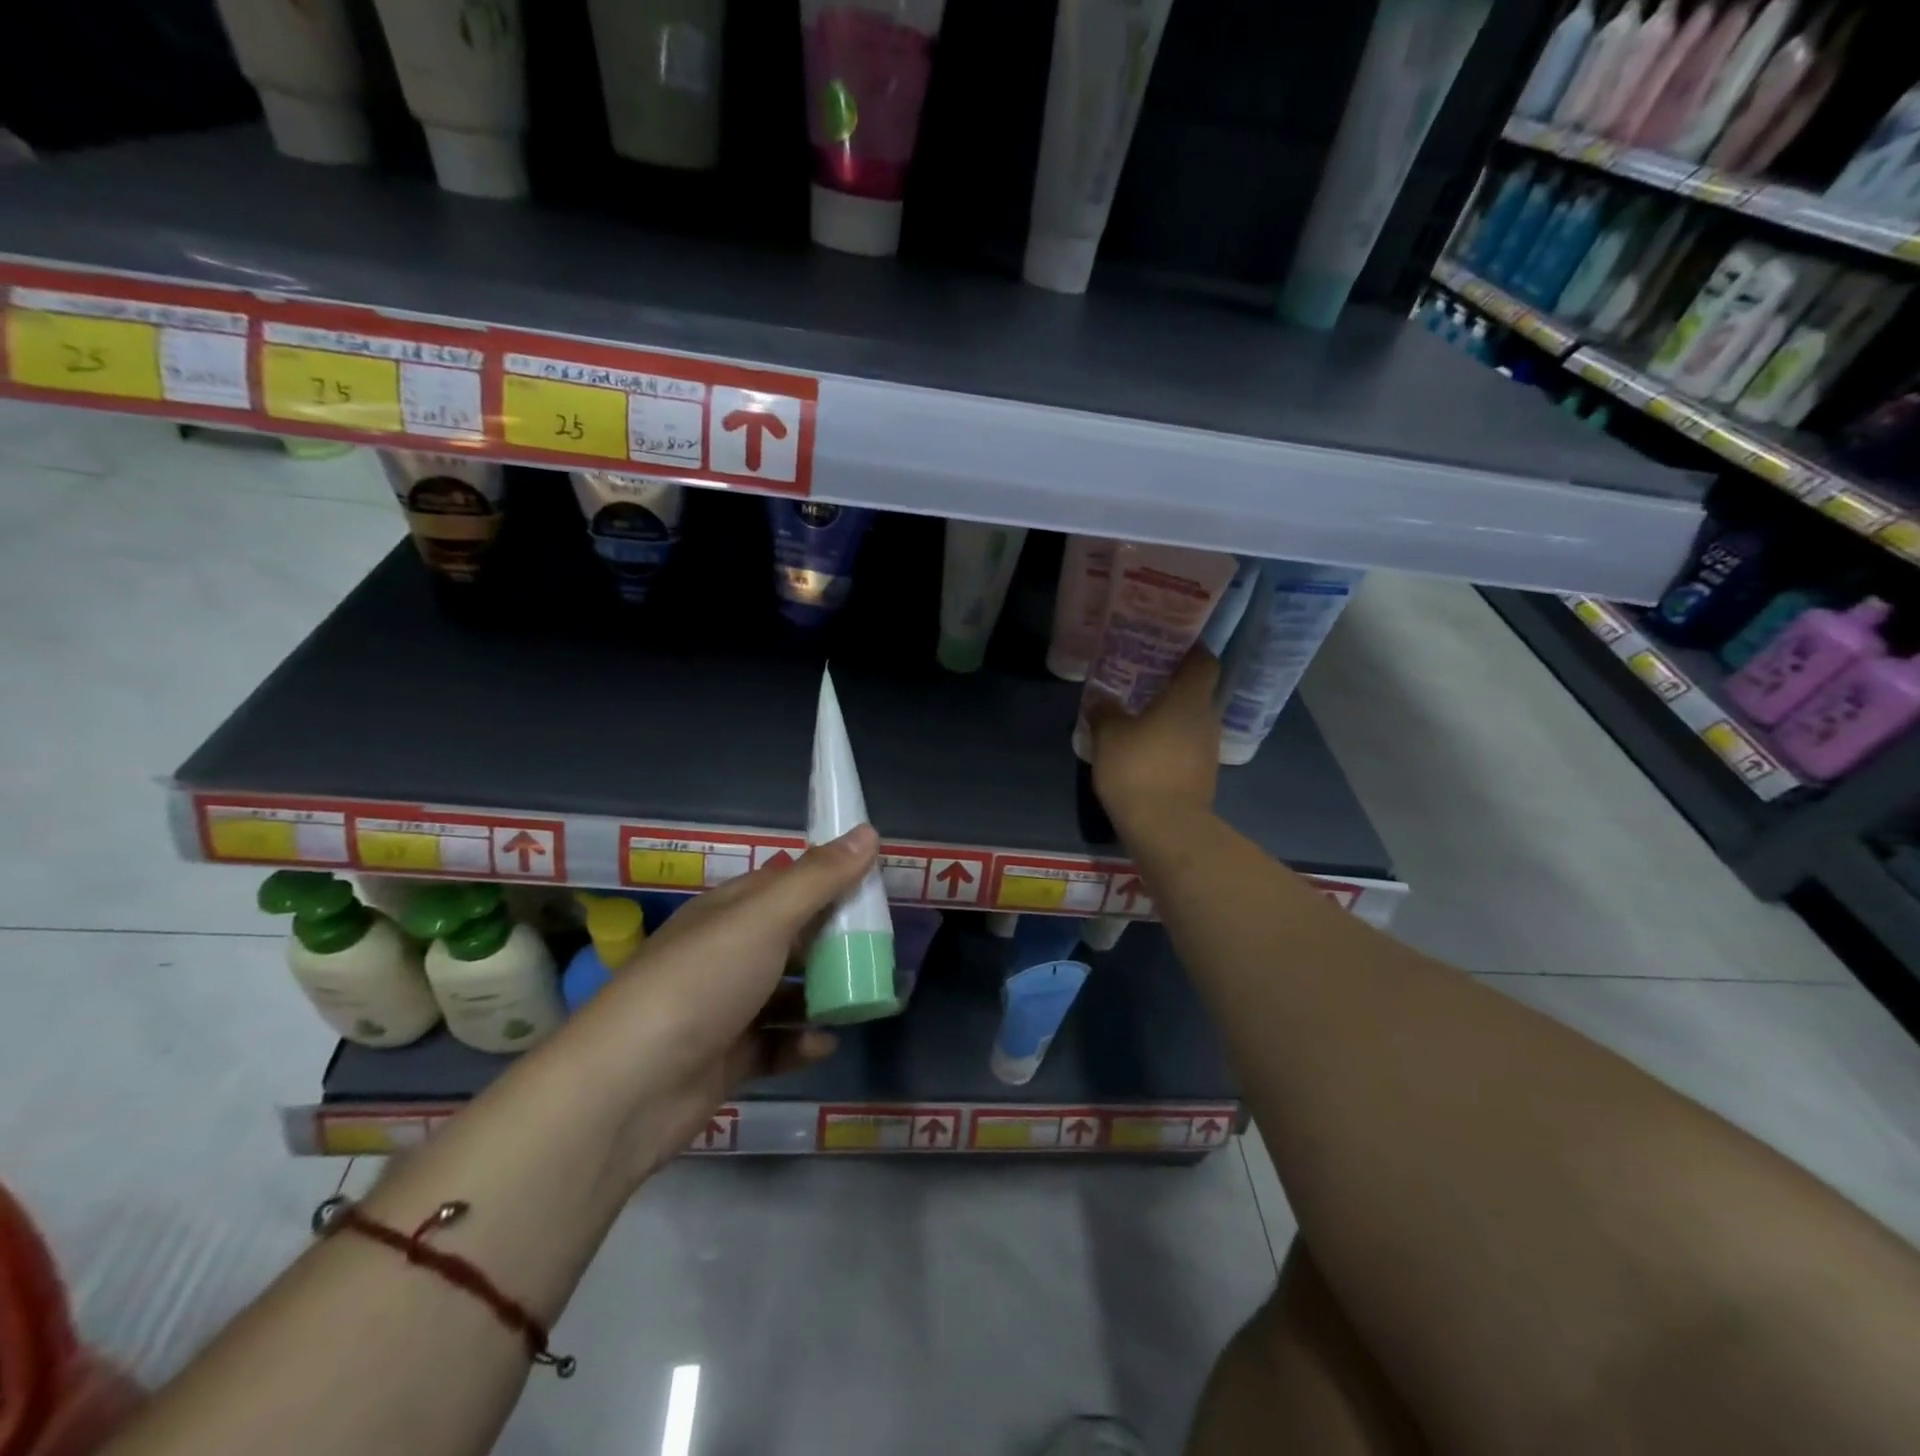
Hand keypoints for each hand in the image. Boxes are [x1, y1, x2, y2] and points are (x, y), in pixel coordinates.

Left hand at [555, 825, 880, 1186]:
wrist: (628, 1087)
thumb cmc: (701, 982)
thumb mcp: (765, 918)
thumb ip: (819, 878)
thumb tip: (868, 830)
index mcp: (729, 911)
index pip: (785, 882)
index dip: (828, 879)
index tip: (873, 885)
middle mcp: (725, 953)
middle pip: (791, 937)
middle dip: (834, 941)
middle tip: (881, 947)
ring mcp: (724, 1008)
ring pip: (786, 992)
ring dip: (823, 994)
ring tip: (866, 996)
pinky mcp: (726, 1059)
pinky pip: (775, 1043)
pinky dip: (800, 1042)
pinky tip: (825, 1043)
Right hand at [1087, 648, 1221, 833]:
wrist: (1166, 828)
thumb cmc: (1138, 769)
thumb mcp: (1109, 735)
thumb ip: (1105, 711)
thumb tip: (1099, 698)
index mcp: (1189, 698)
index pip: (1204, 661)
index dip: (1190, 650)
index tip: (1167, 646)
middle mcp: (1207, 718)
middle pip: (1197, 691)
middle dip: (1173, 684)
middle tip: (1142, 679)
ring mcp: (1208, 749)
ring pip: (1192, 720)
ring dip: (1171, 716)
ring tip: (1139, 714)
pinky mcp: (1203, 775)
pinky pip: (1187, 746)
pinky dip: (1171, 742)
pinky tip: (1146, 749)